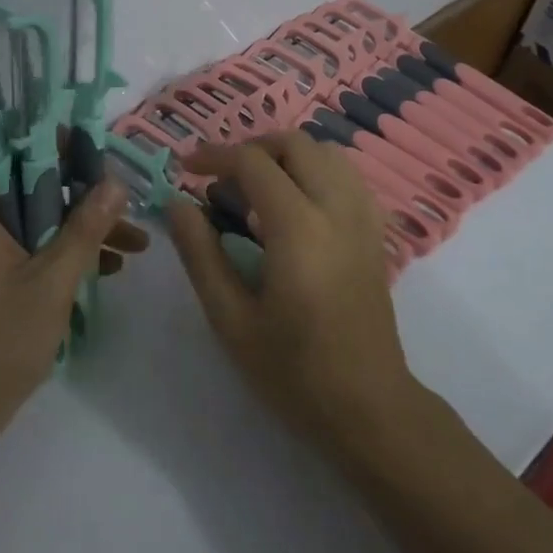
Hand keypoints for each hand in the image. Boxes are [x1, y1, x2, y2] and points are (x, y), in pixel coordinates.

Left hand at [0, 159, 147, 439]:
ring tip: (136, 242)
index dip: (52, 143)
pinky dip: (68, 252)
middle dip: (82, 192)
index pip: (10, 151)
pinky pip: (36, 246)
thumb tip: (116, 183)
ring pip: (40, 218)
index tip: (95, 148)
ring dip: (84, 227)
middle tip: (125, 196)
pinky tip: (112, 268)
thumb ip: (86, 228)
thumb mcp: (53, 279)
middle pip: (32, 184)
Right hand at [166, 132, 417, 452]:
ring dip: (287, 156)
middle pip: (295, 143)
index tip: (186, 168)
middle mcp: (336, 209)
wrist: (369, 409)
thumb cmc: (293, 371)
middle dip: (252, 148)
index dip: (214, 156)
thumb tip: (177, 204)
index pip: (253, 163)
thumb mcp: (231, 319)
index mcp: (298, 228)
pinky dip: (316, 171)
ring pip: (326, 152)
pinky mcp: (376, 233)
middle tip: (221, 177)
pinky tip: (296, 205)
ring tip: (257, 187)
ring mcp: (363, 218)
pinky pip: (347, 176)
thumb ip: (201, 254)